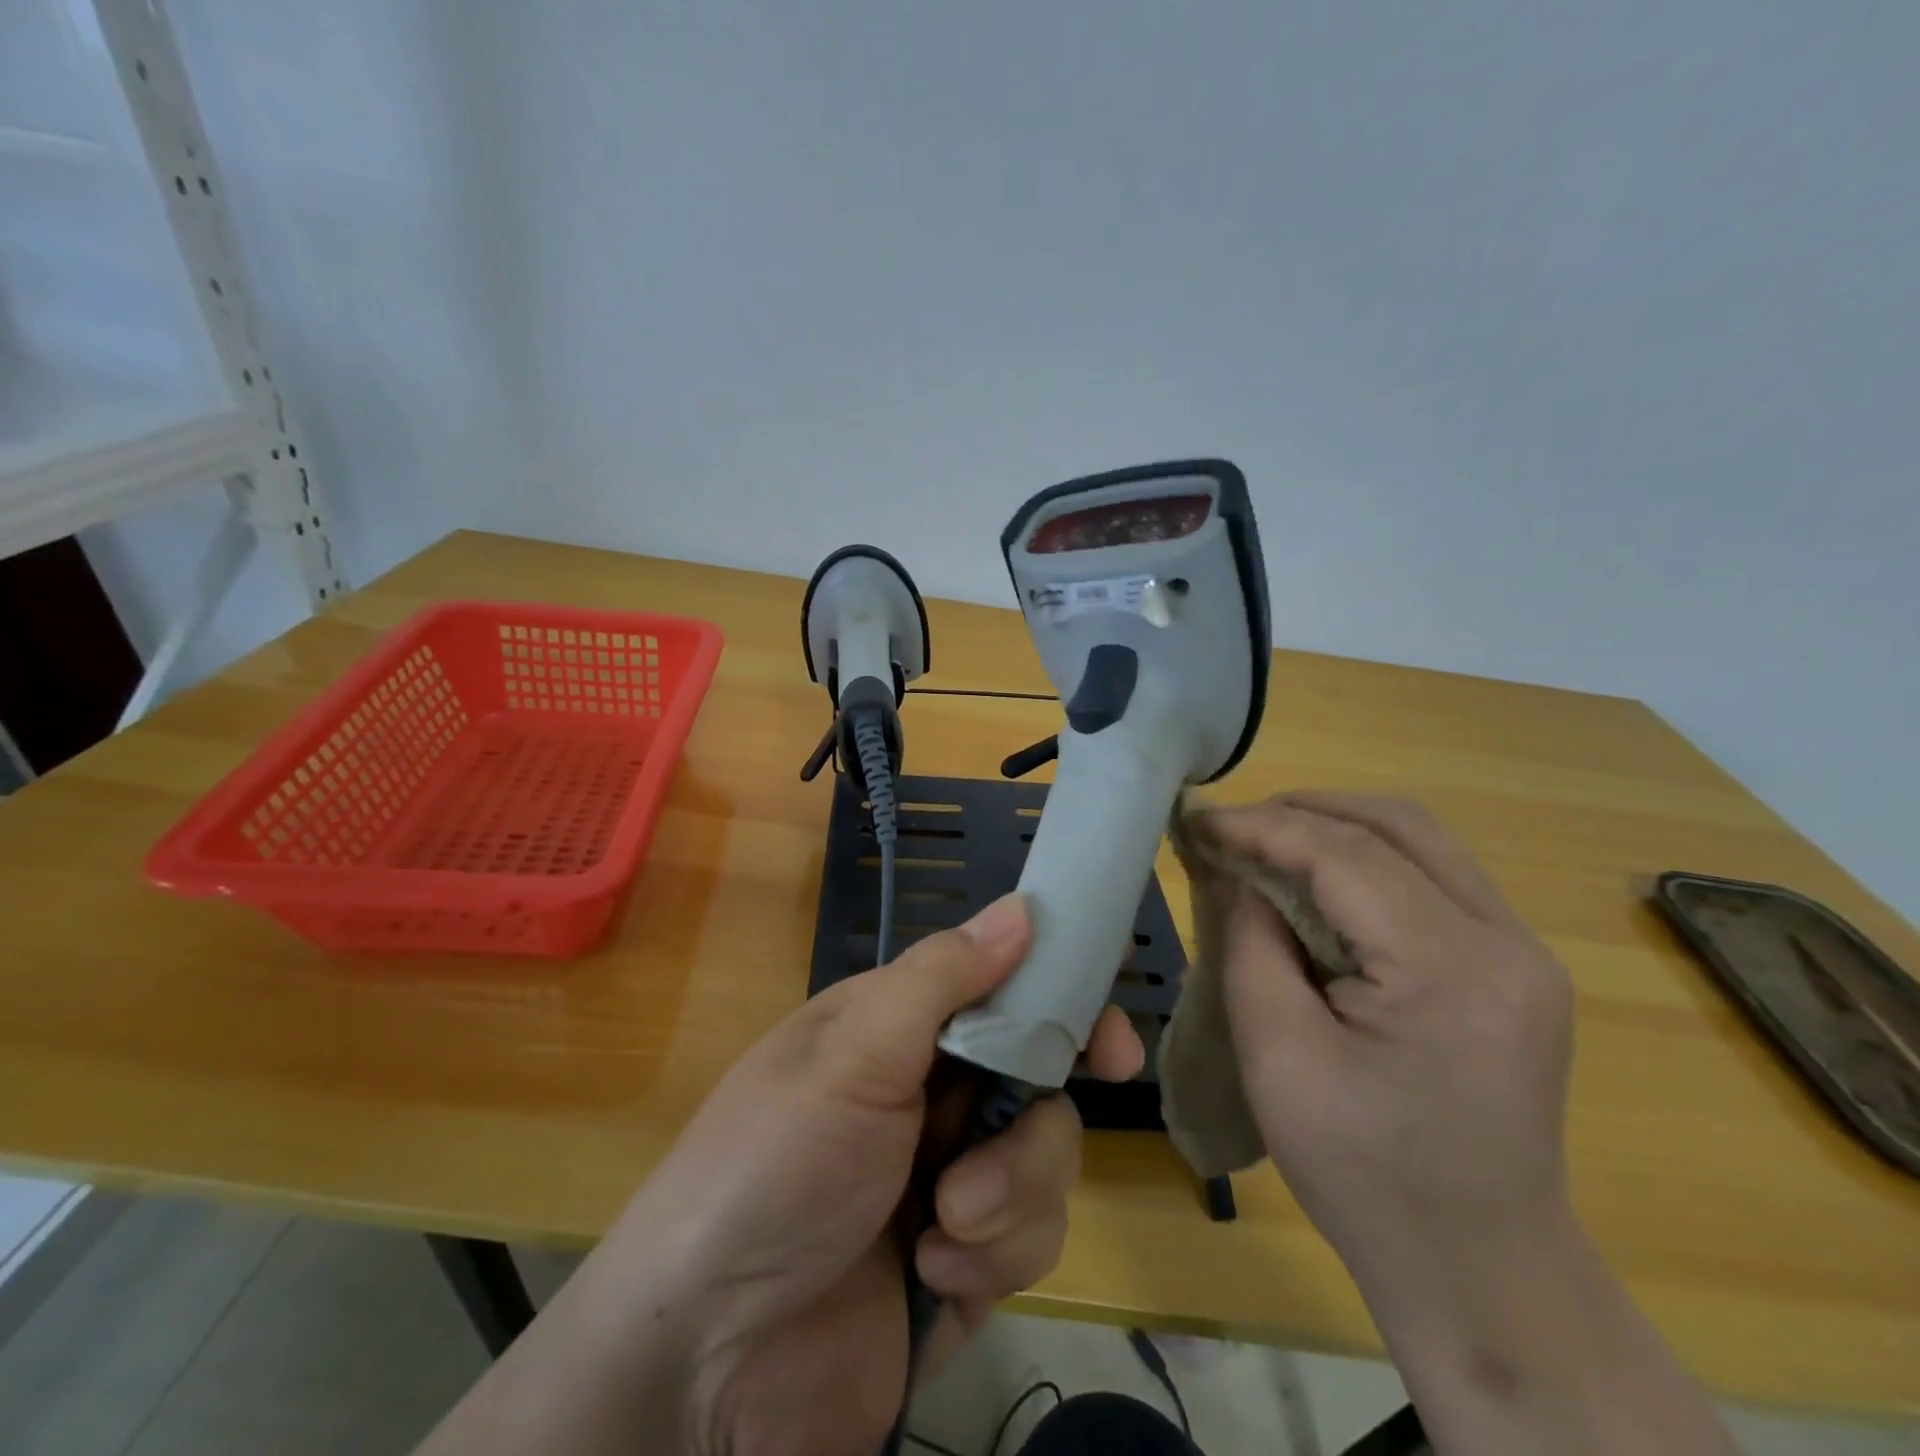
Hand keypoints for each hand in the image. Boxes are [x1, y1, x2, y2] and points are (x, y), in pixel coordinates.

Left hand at [591, 893, 1142, 1455]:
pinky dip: (990, 1260)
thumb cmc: (773, 1167)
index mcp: (902, 1027)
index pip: (1004, 992)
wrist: (706, 1362)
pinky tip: (930, 1278)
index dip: (1063, 1007)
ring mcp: (953, 1176)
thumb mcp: (850, 1055)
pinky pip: (1030, 1241)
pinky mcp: (968, 1261)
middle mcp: (933, 1092)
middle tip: (993, 1159)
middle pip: (1041, 1082)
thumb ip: (941, 978)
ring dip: (1003, 1199)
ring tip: (939, 1228)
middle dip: (1029, 1129)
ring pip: (1047, 1163)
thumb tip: (1022, 909)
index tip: (1111, 1048)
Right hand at [1206, 792, 1574, 1289]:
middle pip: (1400, 825)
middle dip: (1304, 810)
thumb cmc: (1364, 1174)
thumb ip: (1252, 944)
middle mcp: (1507, 944)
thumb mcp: (1278, 1056)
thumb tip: (1238, 873)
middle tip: (1234, 827)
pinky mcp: (1515, 968)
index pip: (1347, 856)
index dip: (1264, 827)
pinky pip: (1434, 878)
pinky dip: (1367, 860)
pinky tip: (1318, 882)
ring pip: (1422, 841)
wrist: (1480, 1268)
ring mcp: (1523, 953)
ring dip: (1337, 828)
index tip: (1200, 822)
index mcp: (1451, 971)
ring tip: (1267, 843)